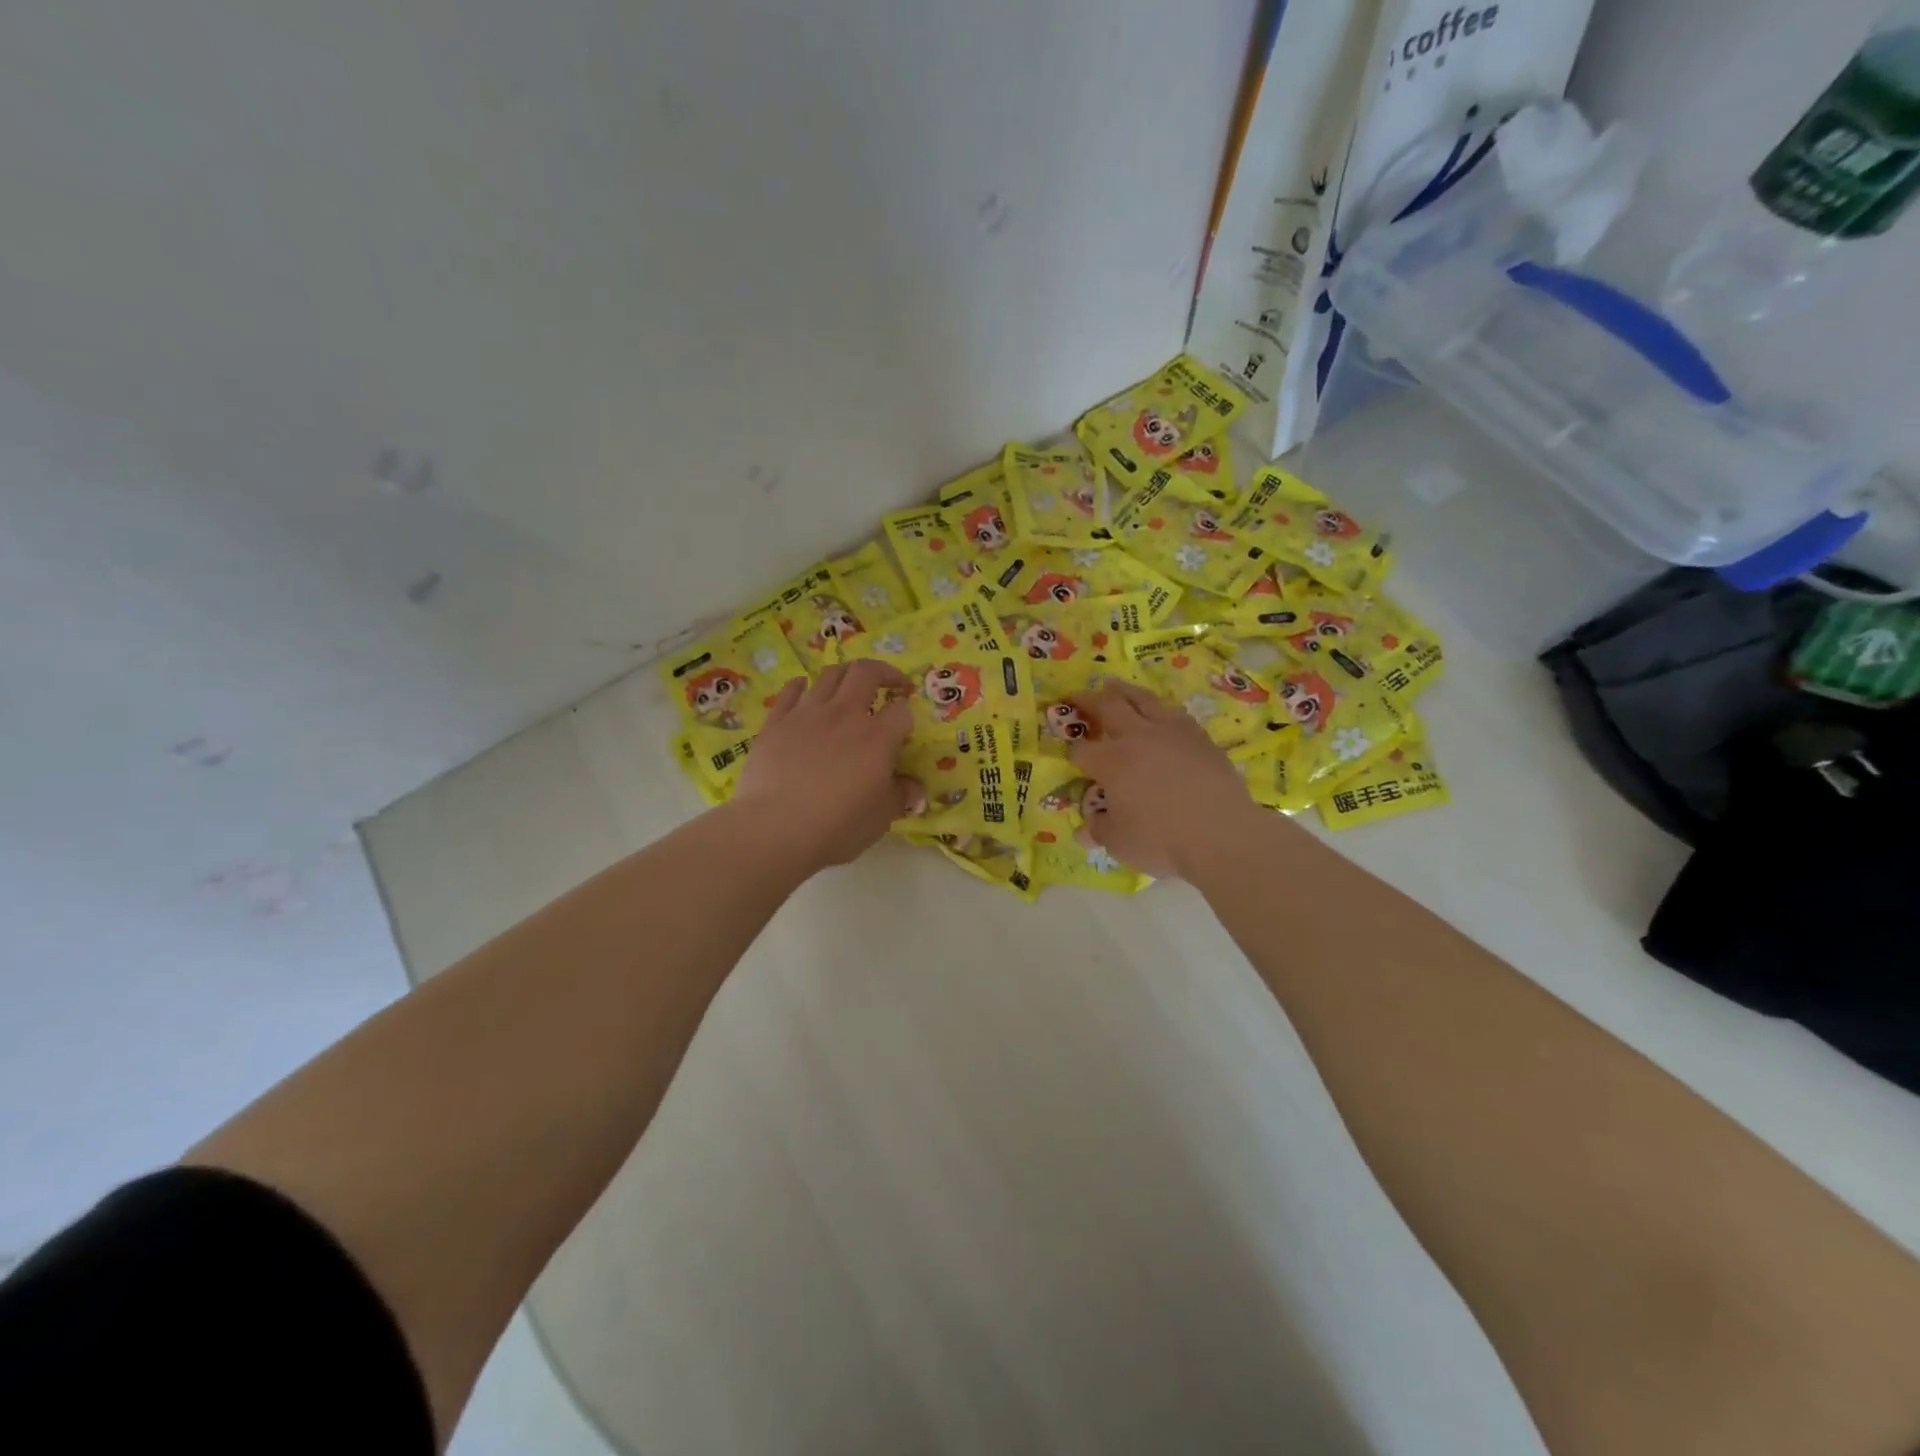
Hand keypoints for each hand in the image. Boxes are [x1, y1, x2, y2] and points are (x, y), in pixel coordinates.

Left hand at [730, 660, 915, 872]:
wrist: (776, 828)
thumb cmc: (838, 825)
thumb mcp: (881, 817)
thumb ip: (900, 796)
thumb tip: (916, 791)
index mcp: (878, 737)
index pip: (901, 710)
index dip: (906, 712)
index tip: (905, 721)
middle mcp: (845, 714)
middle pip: (866, 672)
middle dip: (883, 672)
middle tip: (889, 683)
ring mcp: (808, 713)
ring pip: (830, 674)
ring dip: (845, 674)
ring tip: (850, 685)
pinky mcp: (777, 721)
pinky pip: (791, 690)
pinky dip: (802, 685)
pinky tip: (805, 690)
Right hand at [1067, 680, 1261, 879]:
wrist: (1222, 834)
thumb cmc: (1162, 840)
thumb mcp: (1118, 843)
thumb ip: (1098, 829)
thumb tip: (1086, 828)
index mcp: (1110, 762)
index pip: (1081, 750)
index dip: (1072, 752)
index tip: (1071, 755)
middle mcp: (1136, 737)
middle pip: (1107, 707)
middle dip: (1087, 700)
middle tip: (1076, 695)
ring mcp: (1170, 732)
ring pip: (1142, 699)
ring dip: (1123, 690)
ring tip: (1113, 686)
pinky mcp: (1199, 736)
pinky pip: (1173, 712)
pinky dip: (1158, 708)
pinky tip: (1159, 711)